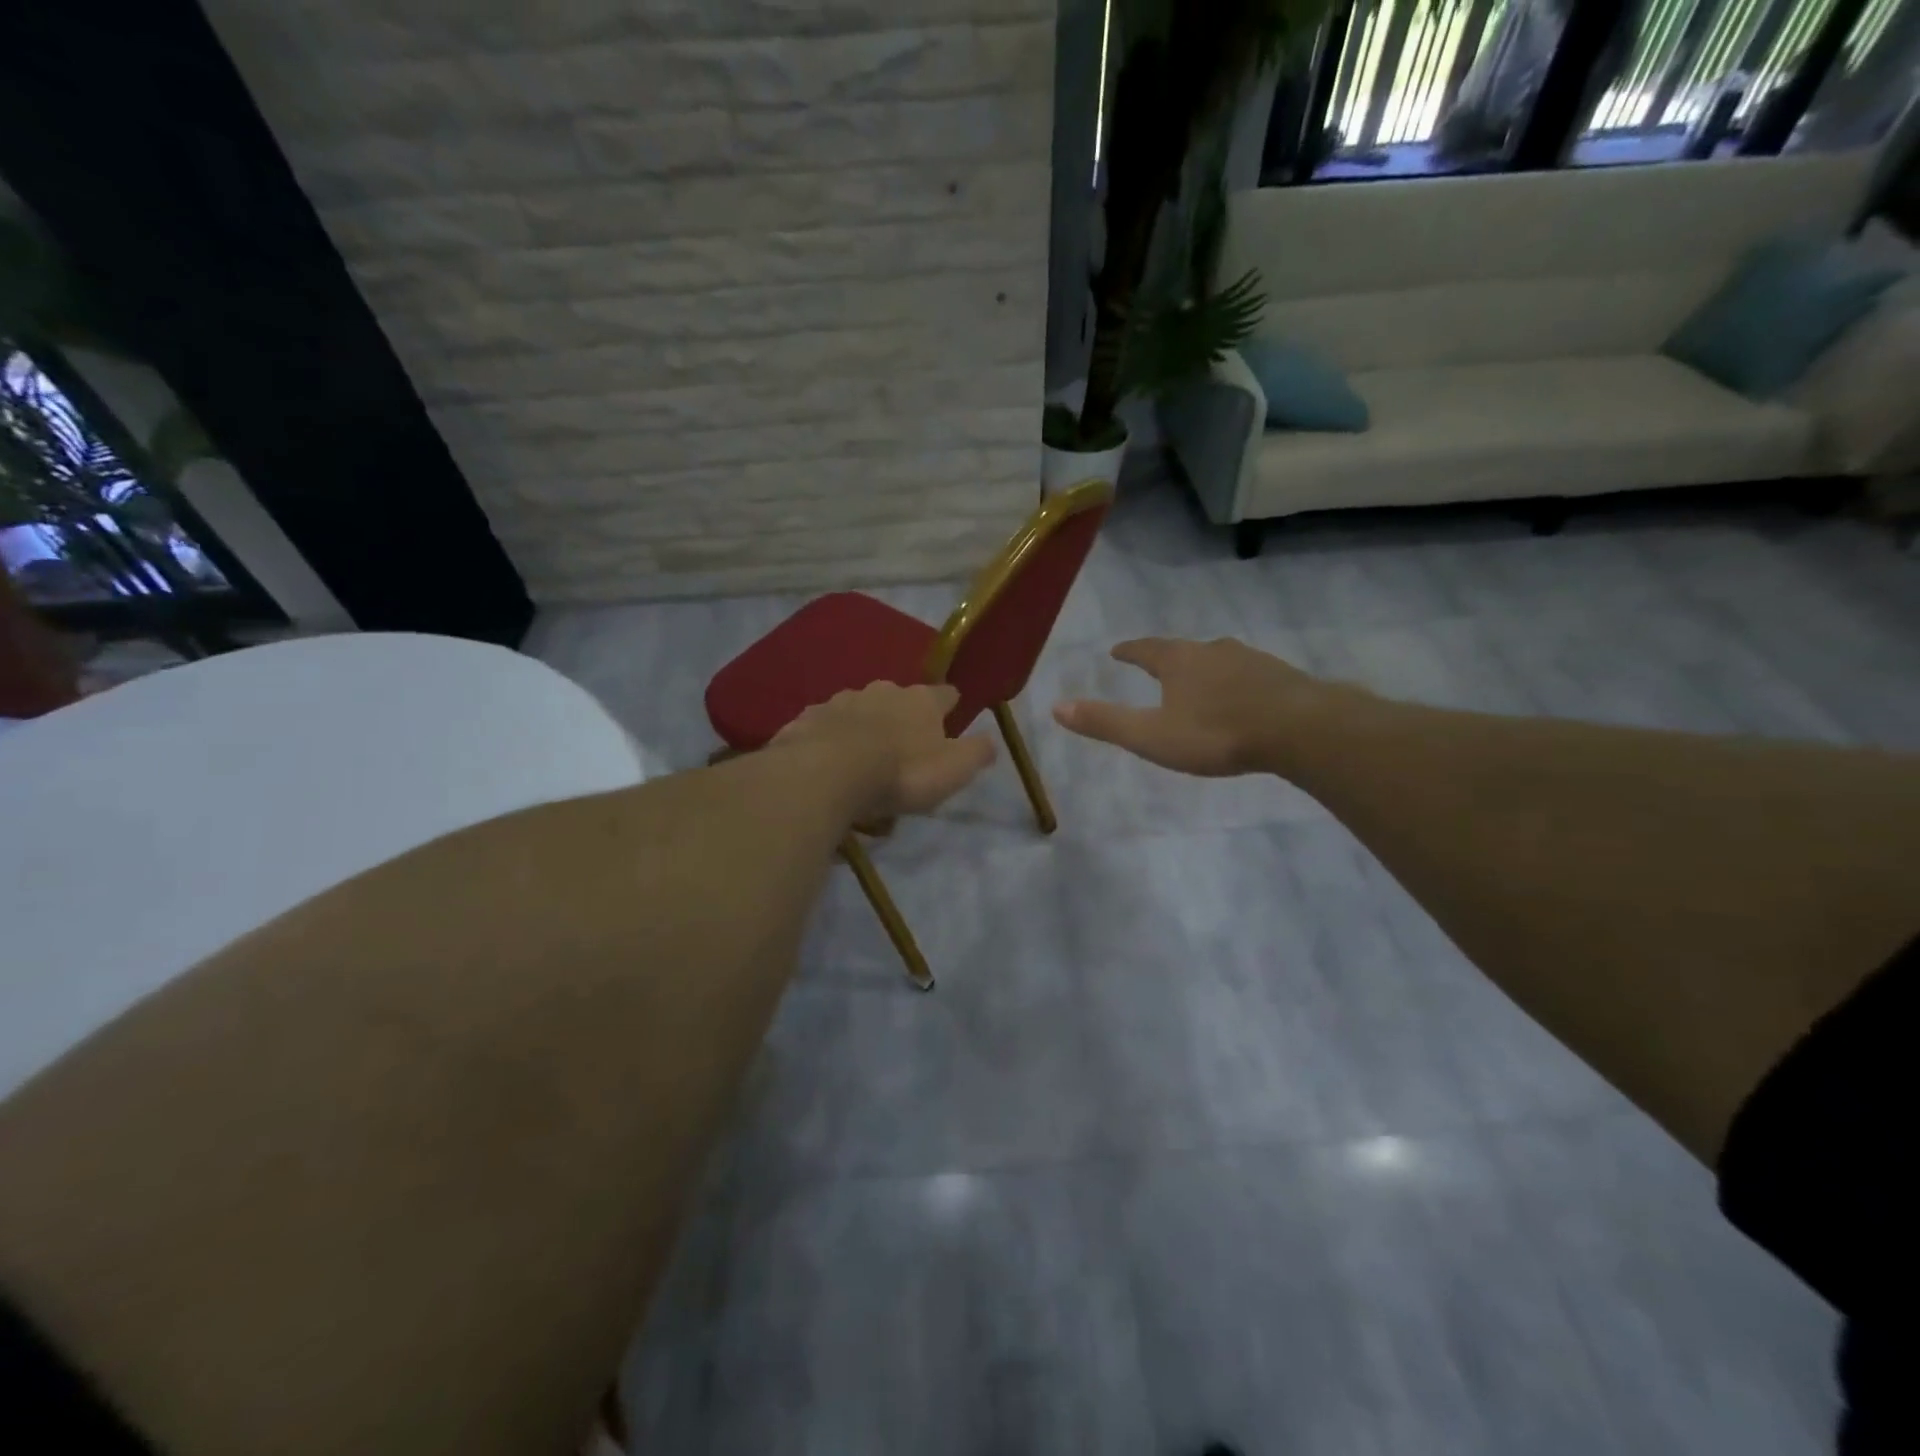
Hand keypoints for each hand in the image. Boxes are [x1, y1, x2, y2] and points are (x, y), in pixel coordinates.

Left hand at [773, 682, 996, 818]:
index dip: (949, 706)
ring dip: (861, 727)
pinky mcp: (806, 720)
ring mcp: (839, 701)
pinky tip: (824, 761)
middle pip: (897, 699)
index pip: (944, 694)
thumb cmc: (901, 772)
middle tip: (900, 748)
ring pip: (857, 710)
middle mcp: (881, 691)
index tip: (950, 716)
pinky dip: (827, 739)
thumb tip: (991, 741)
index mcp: (920, 701)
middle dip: (900, 717)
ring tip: (859, 759)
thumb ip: (976, 754)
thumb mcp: (953, 770)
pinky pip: (822, 727)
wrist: (828, 773)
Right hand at [1052, 637, 1351, 777]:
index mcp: (1178, 661)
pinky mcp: (1280, 676)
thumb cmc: (1216, 733)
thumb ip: (1106, 722)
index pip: (1145, 649)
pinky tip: (1242, 698)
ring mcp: (1251, 660)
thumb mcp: (1152, 735)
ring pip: (1219, 660)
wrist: (1298, 729)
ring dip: (1204, 670)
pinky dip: (1236, 683)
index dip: (1130, 651)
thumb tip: (1056, 707)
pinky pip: (1249, 675)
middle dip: (1168, 659)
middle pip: (1183, 651)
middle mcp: (1212, 651)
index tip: (1118, 651)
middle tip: (1158, 667)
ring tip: (1199, 683)